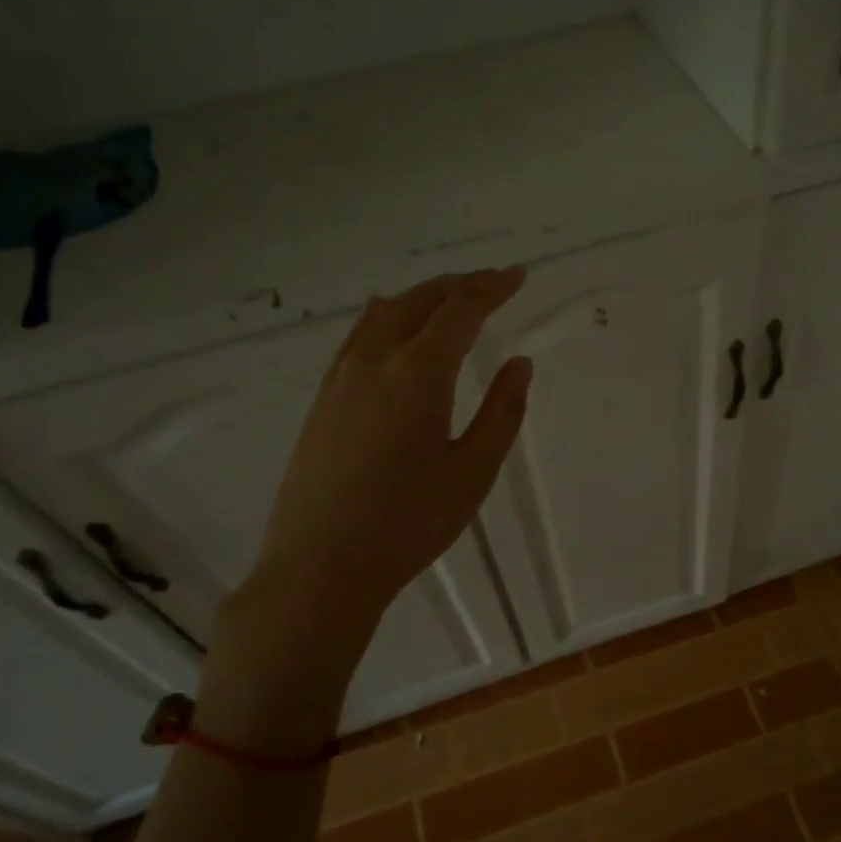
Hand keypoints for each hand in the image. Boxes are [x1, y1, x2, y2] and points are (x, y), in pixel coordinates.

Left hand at [200, 267, 532, 750]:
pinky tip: (389, 322)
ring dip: (422, 297)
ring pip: (384, 314)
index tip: (518, 275)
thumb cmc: (410, 522)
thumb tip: (519, 364)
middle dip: (460, 285)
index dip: (492, 288)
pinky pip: (358, 336)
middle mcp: (374, 361)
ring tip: (449, 296)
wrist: (320, 566)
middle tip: (492, 281)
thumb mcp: (474, 471)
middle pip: (420, 302)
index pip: (461, 311)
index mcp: (418, 373)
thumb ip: (502, 411)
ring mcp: (340, 378)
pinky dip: (386, 316)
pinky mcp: (322, 400)